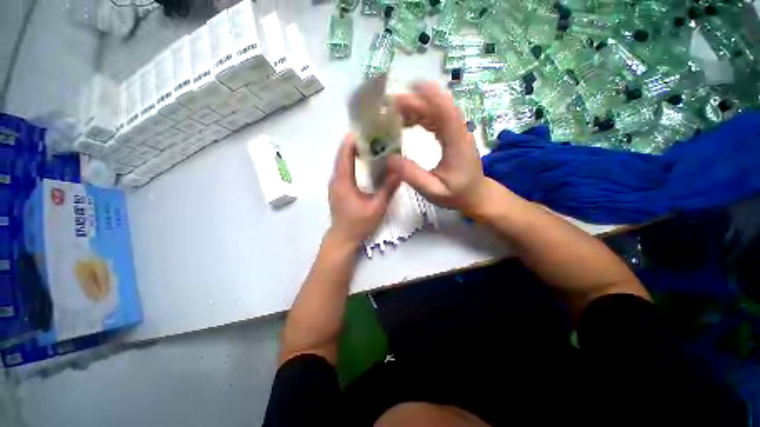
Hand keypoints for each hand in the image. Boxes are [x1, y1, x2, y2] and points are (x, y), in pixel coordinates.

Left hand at [328, 135, 399, 246]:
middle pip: (342, 155)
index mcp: (343, 182)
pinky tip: (363, 162)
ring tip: (369, 144)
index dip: (352, 141)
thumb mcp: (376, 208)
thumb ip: (387, 190)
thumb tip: (399, 172)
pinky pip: (343, 170)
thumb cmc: (358, 224)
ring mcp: (335, 184)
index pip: (344, 155)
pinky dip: (351, 161)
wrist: (343, 238)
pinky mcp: (337, 189)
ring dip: (352, 152)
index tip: (365, 130)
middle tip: (371, 135)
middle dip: (354, 144)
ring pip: (341, 162)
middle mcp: (335, 180)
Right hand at [387, 82, 491, 215]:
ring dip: (415, 107)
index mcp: (457, 143)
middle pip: (439, 107)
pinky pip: (436, 118)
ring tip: (393, 112)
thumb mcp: (433, 190)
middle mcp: (459, 131)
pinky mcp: (452, 134)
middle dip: (414, 101)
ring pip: (437, 110)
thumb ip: (412, 176)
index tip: (408, 89)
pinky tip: (406, 121)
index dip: (429, 97)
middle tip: (388, 106)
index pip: (446, 112)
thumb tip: (389, 158)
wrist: (476, 195)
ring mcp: (456, 131)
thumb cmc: (457, 194)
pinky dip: (420, 116)